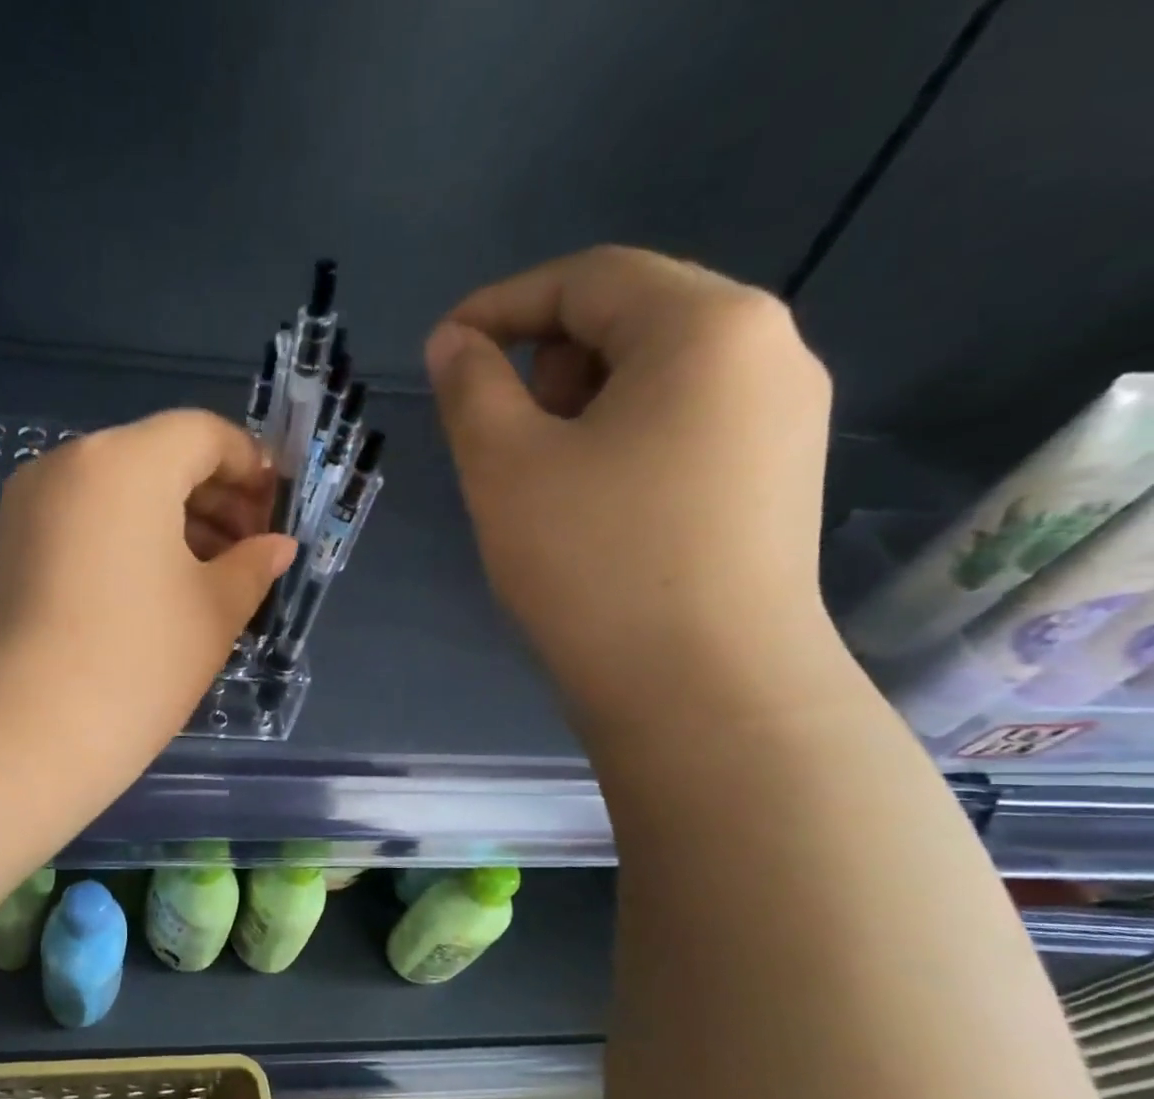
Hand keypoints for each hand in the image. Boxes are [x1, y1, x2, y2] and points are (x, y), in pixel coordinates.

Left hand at [0, 408, 295, 769]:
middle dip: (214, 497)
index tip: (277, 513)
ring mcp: (29, 506)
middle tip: (250, 552)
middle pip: (157, 457)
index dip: (252, 467)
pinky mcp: (8, 547)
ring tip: (212, 577)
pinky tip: (157, 590)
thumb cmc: (136, 663)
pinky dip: (128, 539)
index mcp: (125, 463)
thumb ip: (253, 566)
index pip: (203, 434)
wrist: (22, 734)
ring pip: (118, 492)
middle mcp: (68, 464)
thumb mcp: (214, 612)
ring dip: (172, 522)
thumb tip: (278, 546)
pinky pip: (84, 521)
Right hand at [425, 246, 836, 727]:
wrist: (703, 691)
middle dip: (547, 363)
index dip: (502, 305)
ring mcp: (783, 421)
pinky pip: (684, 430)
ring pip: (658, 381)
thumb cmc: (594, 564)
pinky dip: (621, 446)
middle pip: (633, 320)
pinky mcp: (776, 482)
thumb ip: (472, 388)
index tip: (442, 350)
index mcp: (708, 326)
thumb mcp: (506, 467)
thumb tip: (457, 343)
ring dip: (581, 409)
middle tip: (499, 435)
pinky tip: (592, 511)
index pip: (589, 277)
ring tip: (541, 482)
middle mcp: (768, 353)